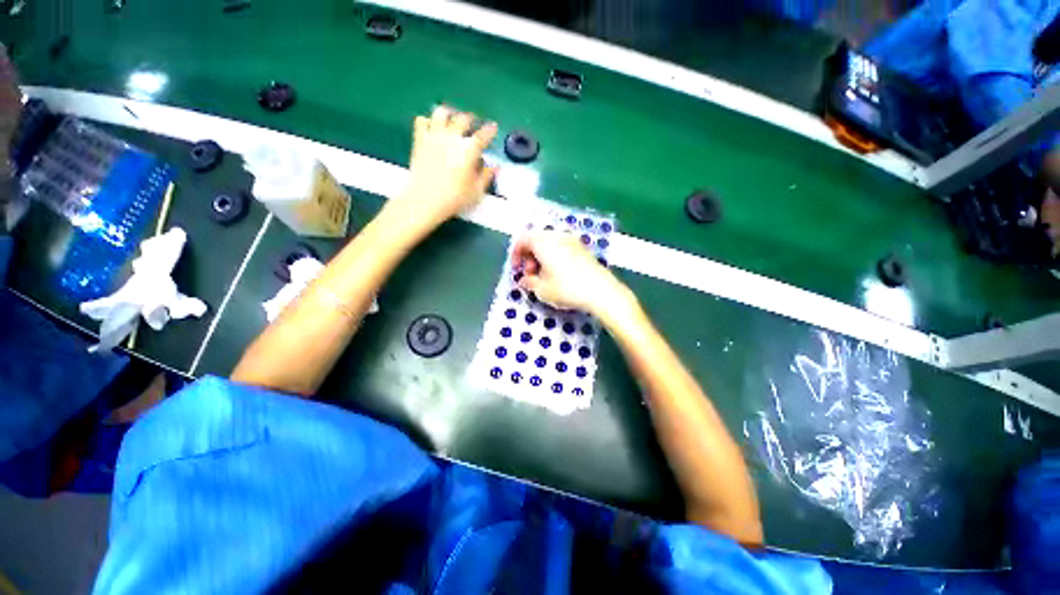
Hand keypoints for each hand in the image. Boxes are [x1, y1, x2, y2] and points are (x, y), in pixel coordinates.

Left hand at [389, 105, 497, 230]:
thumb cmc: (454, 198)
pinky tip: (432, 128)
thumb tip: (494, 167)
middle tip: (473, 122)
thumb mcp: (476, 191)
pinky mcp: (419, 140)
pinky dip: (428, 121)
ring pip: (441, 113)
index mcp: (469, 151)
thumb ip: (486, 176)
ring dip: (449, 114)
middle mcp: (452, 138)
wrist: (425, 200)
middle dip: (470, 119)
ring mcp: (434, 137)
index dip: (490, 130)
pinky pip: (422, 121)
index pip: (483, 136)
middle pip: (463, 119)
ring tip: (452, 119)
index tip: (493, 127)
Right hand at [512, 231, 632, 317]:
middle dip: (529, 256)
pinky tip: (558, 274)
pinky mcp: (583, 249)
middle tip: (531, 275)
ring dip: (541, 257)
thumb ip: (528, 282)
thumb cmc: (567, 288)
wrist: (601, 290)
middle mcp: (557, 236)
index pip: (522, 239)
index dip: (515, 254)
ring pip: (549, 244)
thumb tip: (524, 280)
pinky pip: (561, 247)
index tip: (516, 270)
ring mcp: (572, 241)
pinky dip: (554, 257)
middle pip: (535, 240)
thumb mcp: (542, 289)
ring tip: (544, 276)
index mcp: (543, 242)